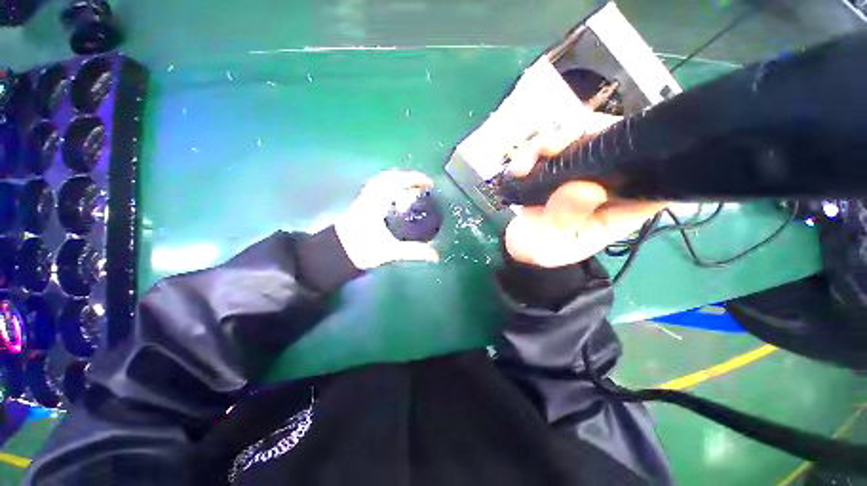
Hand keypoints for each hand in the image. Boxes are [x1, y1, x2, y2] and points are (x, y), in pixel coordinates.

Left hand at [335, 170, 439, 269]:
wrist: (334, 255)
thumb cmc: (361, 251)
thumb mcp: (390, 251)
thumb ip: (413, 252)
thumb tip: (436, 255)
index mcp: (376, 203)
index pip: (396, 182)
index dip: (415, 179)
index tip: (429, 183)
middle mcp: (369, 196)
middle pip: (389, 177)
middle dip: (408, 177)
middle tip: (423, 185)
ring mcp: (363, 199)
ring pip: (382, 180)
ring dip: (398, 180)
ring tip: (412, 187)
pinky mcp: (360, 204)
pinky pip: (377, 187)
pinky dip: (389, 186)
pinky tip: (395, 195)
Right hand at [504, 109, 666, 267]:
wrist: (520, 246)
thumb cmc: (543, 249)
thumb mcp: (555, 243)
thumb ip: (568, 219)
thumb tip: (587, 188)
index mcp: (622, 204)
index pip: (655, 169)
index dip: (643, 148)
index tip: (608, 145)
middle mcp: (608, 181)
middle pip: (612, 138)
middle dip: (580, 134)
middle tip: (547, 149)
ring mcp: (582, 170)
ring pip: (578, 133)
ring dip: (547, 142)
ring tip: (521, 166)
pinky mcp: (559, 167)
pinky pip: (552, 144)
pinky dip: (532, 150)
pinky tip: (517, 168)